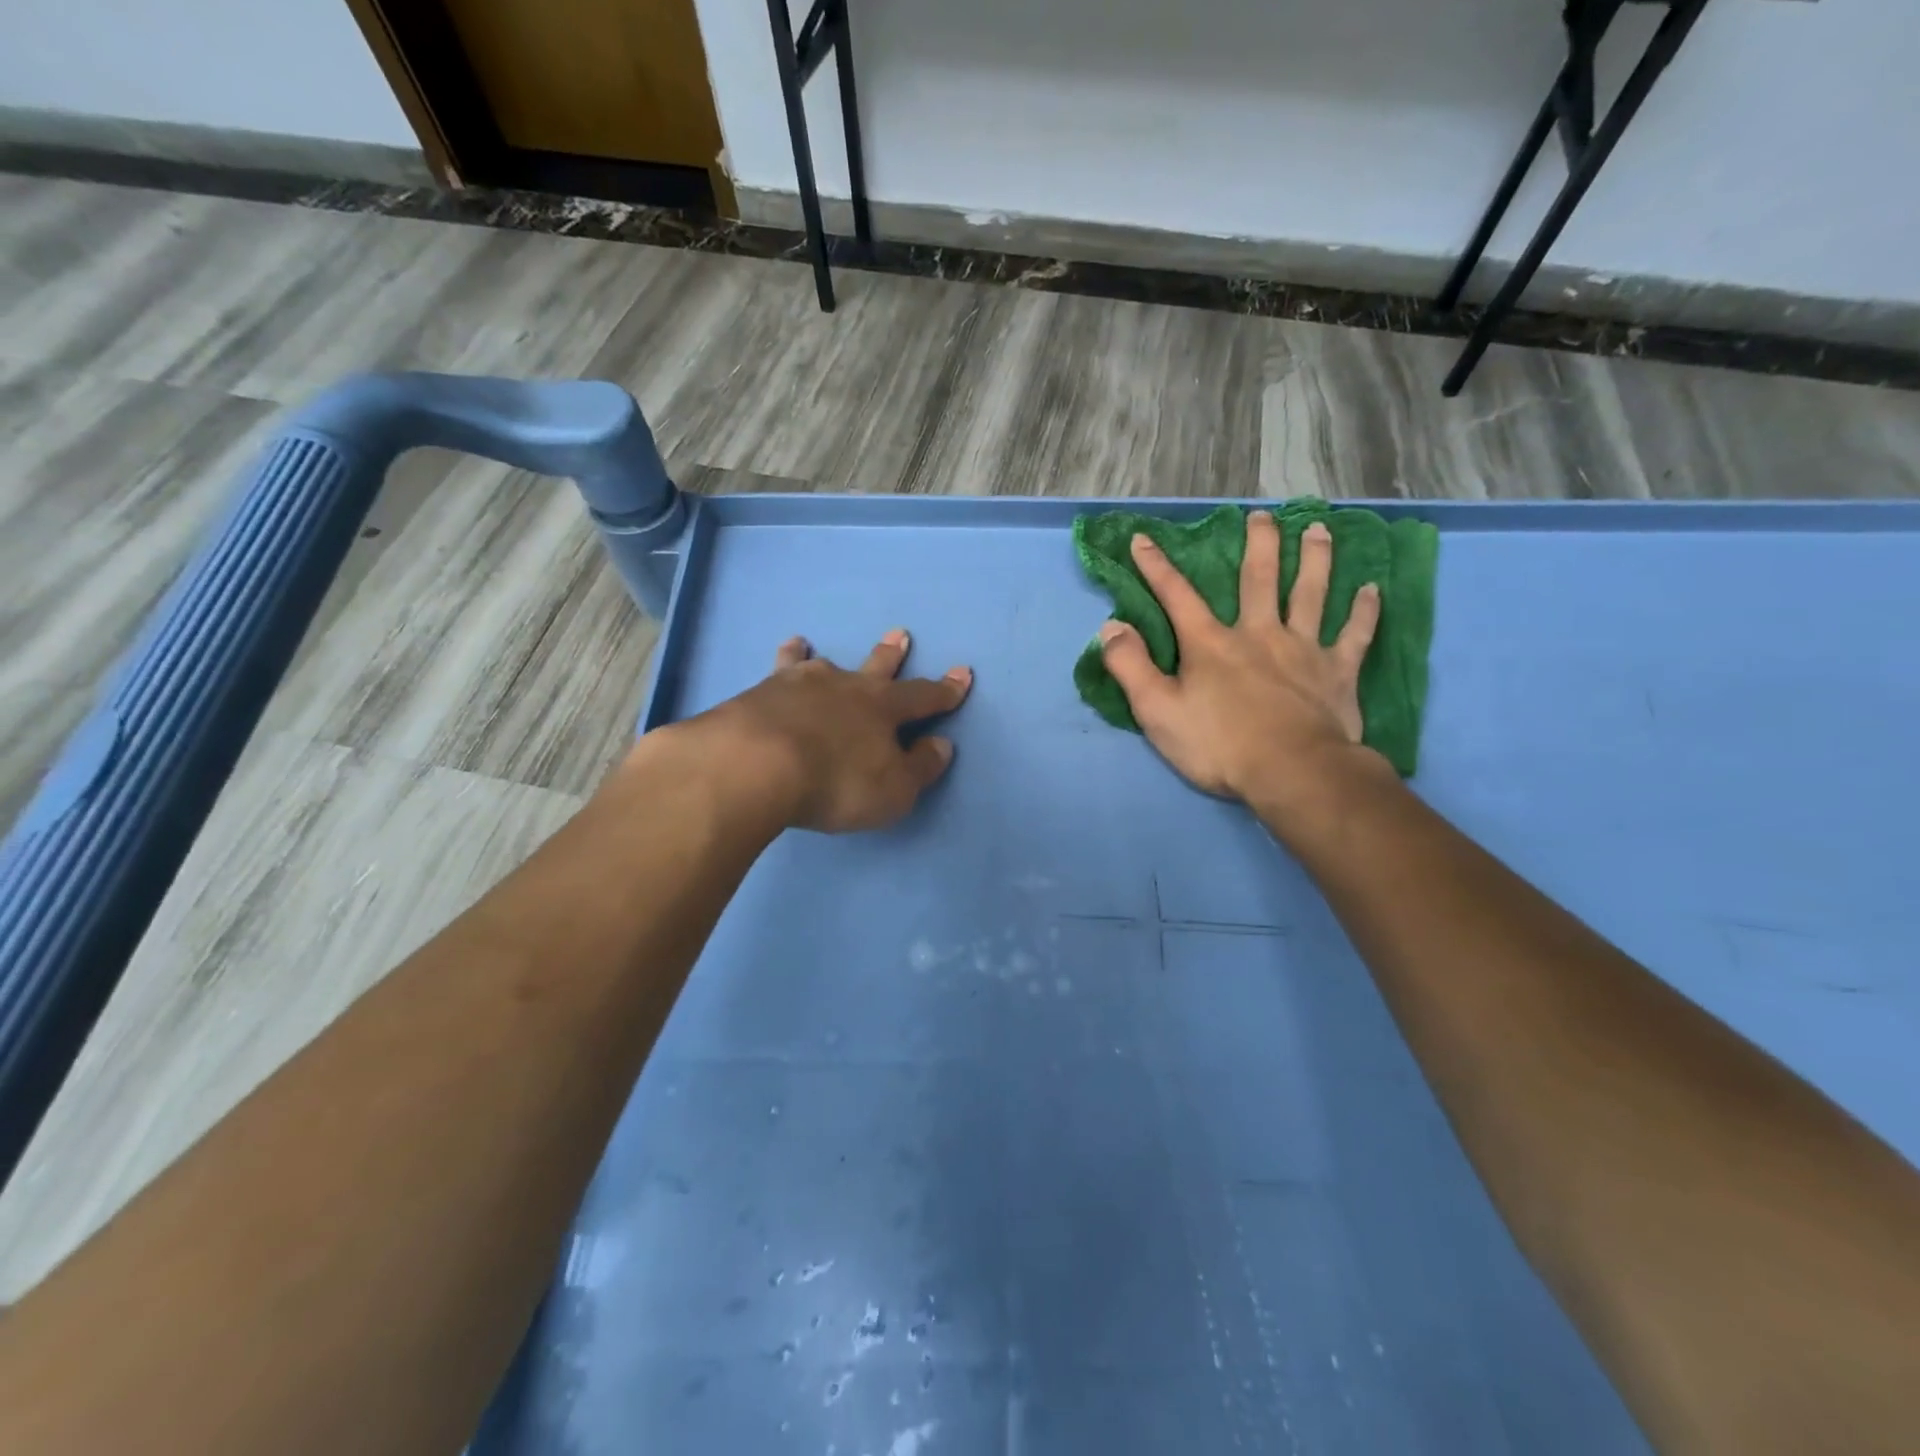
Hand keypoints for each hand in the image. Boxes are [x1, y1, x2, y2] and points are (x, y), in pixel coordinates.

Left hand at [699, 629, 971, 832]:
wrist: (756, 764)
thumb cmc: (836, 782)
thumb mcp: (893, 790)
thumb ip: (920, 767)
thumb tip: (941, 745)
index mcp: (883, 709)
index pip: (923, 697)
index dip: (946, 690)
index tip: (962, 674)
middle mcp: (846, 687)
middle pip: (875, 667)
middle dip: (891, 654)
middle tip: (900, 634)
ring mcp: (800, 685)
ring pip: (819, 663)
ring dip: (820, 654)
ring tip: (809, 642)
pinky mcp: (762, 691)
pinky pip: (779, 669)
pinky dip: (786, 658)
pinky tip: (784, 652)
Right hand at [1098, 513, 1385, 813]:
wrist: (1292, 773)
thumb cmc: (1219, 745)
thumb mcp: (1157, 711)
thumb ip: (1131, 667)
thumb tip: (1111, 627)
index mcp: (1211, 644)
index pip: (1177, 596)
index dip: (1156, 567)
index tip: (1143, 539)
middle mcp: (1259, 633)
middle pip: (1259, 578)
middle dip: (1259, 543)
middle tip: (1263, 515)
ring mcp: (1303, 649)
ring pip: (1311, 592)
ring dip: (1316, 559)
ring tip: (1319, 529)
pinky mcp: (1338, 672)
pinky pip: (1355, 634)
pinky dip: (1365, 611)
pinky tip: (1373, 590)